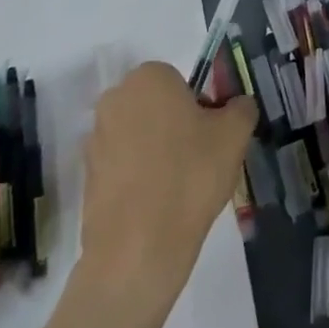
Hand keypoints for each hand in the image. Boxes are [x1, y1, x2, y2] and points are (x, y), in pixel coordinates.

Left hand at [78, 62, 255, 311]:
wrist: (138, 250)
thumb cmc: (190, 176)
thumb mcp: (235, 134)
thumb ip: (242, 107)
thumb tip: (238, 105)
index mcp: (148, 77)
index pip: (180, 81)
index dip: (199, 106)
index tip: (210, 135)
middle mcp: (115, 99)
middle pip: (156, 105)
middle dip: (175, 125)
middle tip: (198, 159)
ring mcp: (95, 139)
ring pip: (138, 136)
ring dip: (156, 152)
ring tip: (178, 188)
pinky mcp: (86, 177)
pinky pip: (122, 166)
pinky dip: (138, 178)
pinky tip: (156, 206)